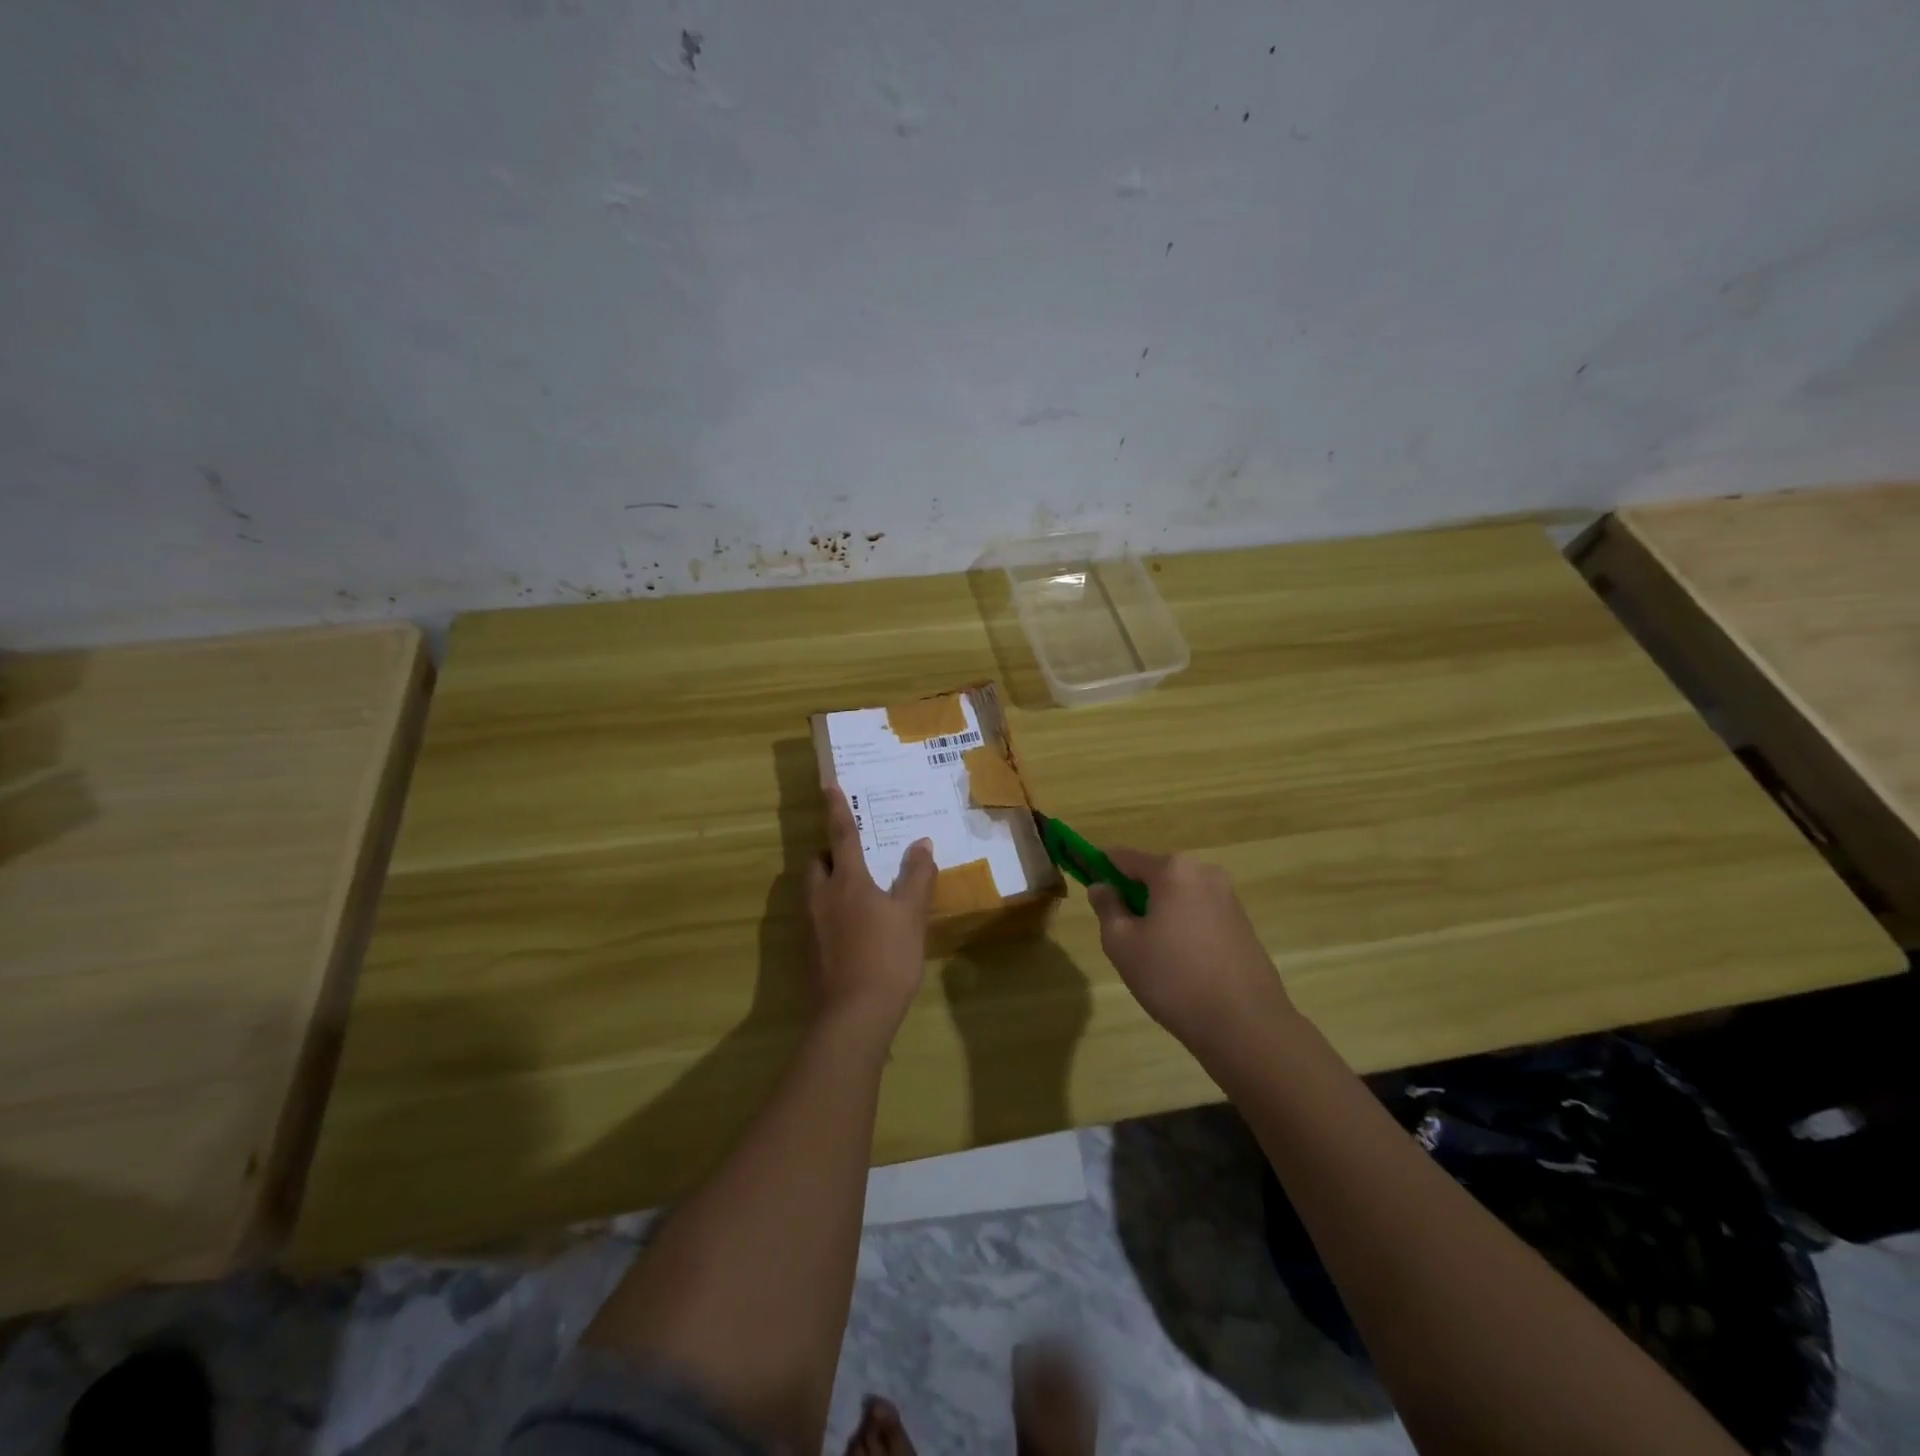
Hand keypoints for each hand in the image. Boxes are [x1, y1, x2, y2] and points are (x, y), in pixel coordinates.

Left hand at [806, 786, 936, 1038]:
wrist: (853, 1015)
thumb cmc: (887, 956)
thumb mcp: (911, 914)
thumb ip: (917, 876)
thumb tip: (922, 844)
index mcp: (847, 881)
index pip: (841, 835)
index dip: (837, 809)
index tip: (828, 785)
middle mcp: (821, 896)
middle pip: (817, 863)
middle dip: (831, 853)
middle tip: (858, 857)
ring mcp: (810, 926)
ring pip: (815, 890)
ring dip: (830, 882)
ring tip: (860, 892)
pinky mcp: (809, 951)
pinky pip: (817, 916)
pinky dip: (832, 910)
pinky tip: (856, 929)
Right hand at [1088, 849, 1293, 1052]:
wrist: (1246, 1026)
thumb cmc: (1174, 979)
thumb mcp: (1122, 944)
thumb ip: (1107, 908)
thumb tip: (1101, 887)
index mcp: (1173, 870)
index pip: (1123, 856)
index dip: (1099, 866)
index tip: (1084, 880)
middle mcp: (1204, 873)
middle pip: (1154, 875)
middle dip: (1133, 895)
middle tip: (1120, 933)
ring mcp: (1228, 898)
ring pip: (1177, 896)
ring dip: (1158, 913)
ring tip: (1152, 956)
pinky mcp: (1243, 924)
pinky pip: (1199, 914)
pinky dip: (1182, 927)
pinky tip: (1180, 964)